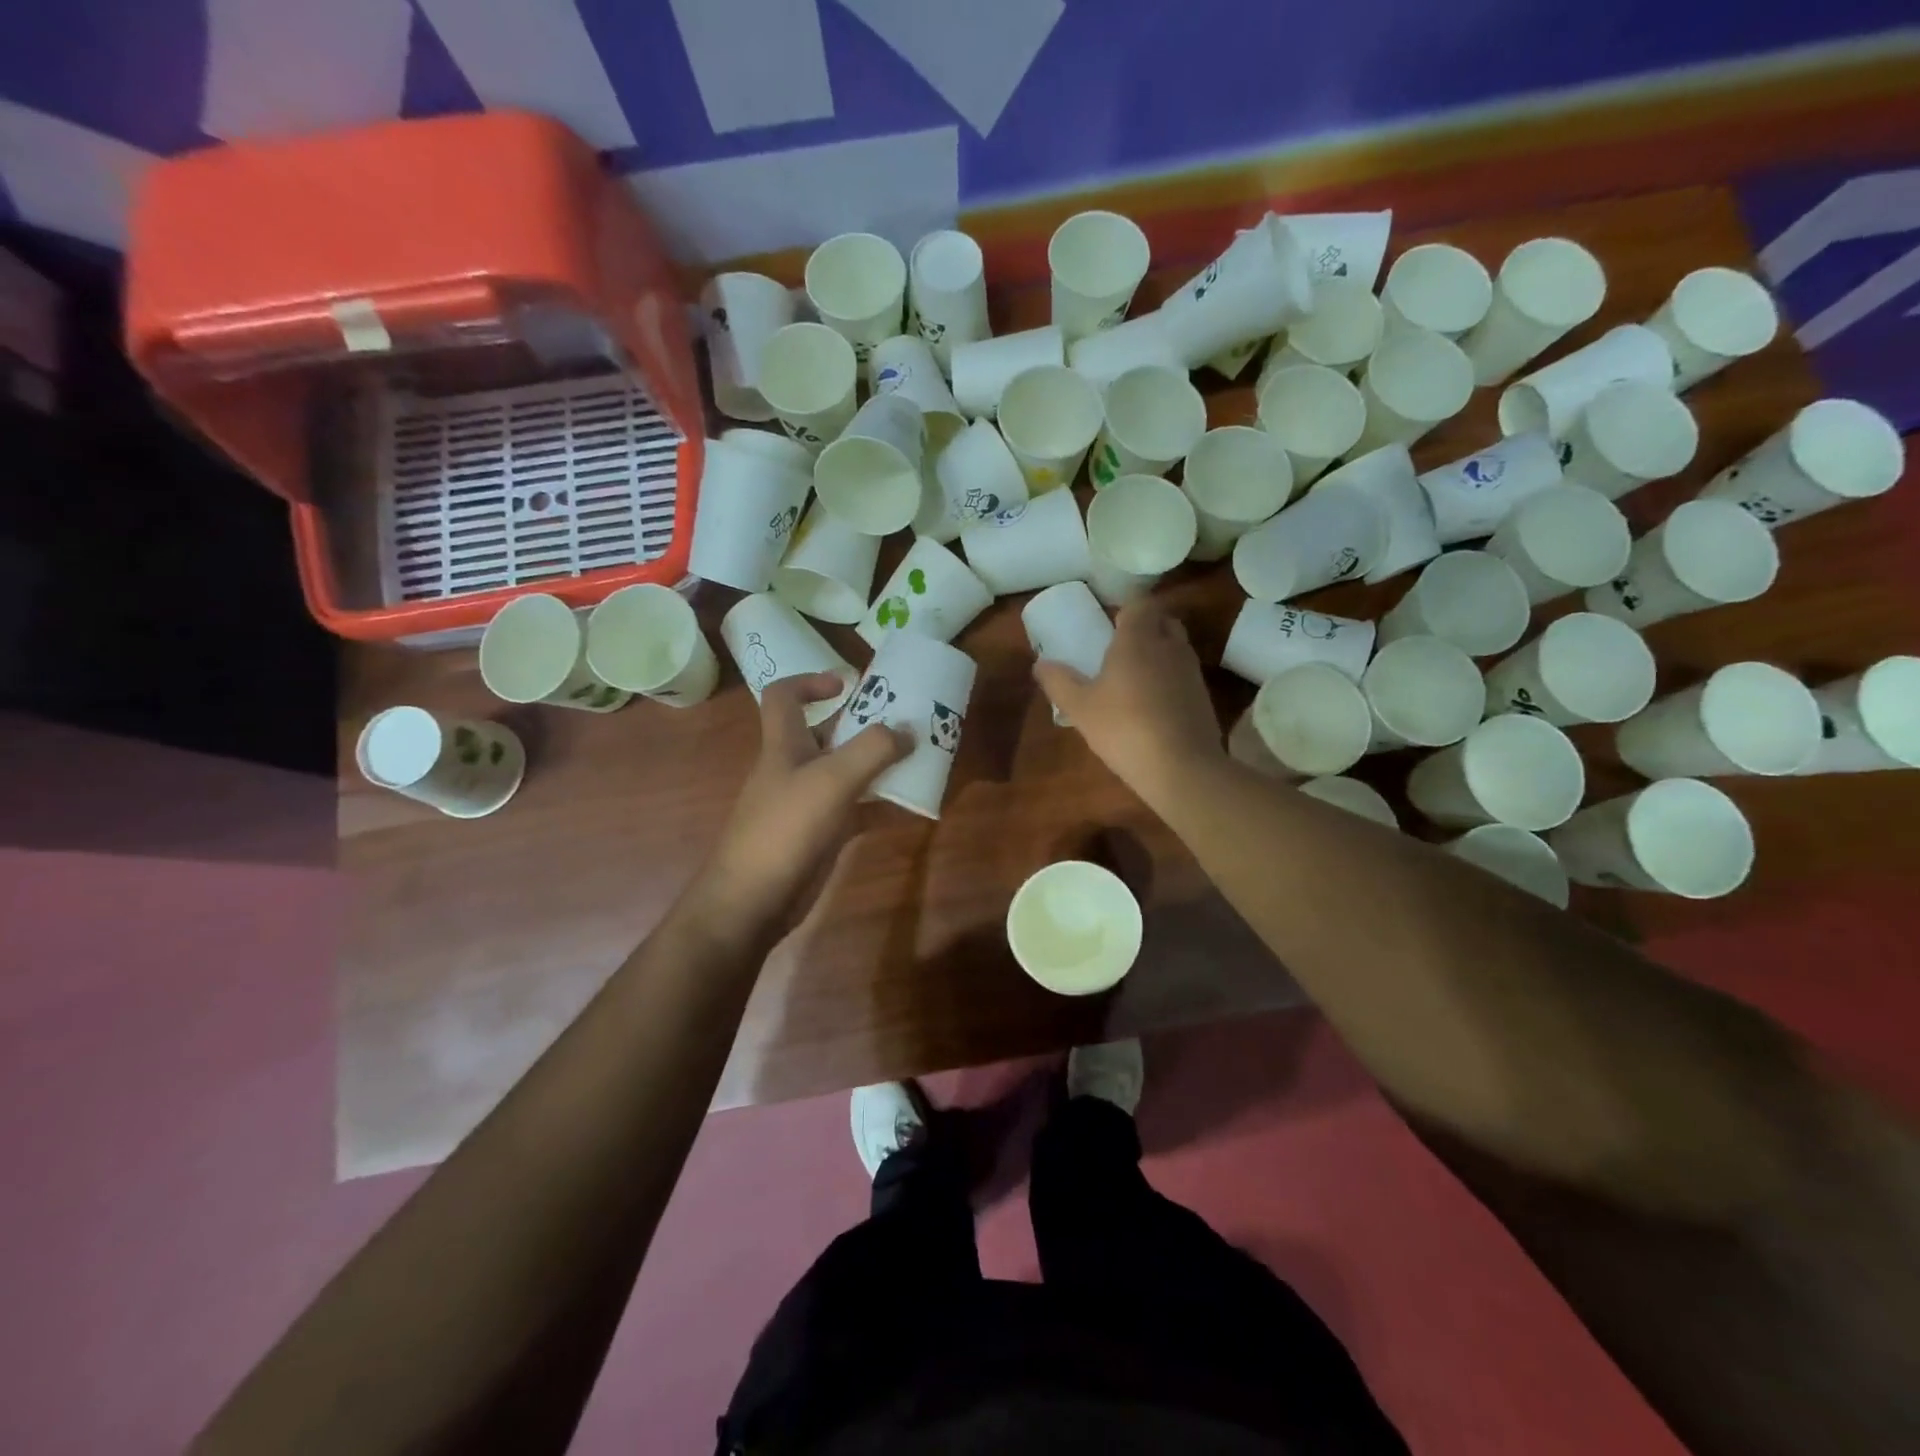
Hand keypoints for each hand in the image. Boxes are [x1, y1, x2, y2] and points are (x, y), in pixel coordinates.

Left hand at [695, 672, 908, 933]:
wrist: (754, 900)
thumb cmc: (786, 828)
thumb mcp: (832, 780)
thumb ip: (872, 750)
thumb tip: (907, 730)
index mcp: (784, 744)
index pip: (783, 696)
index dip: (810, 681)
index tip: (848, 684)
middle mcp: (793, 768)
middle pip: (825, 734)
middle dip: (862, 724)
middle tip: (904, 722)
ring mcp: (806, 803)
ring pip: (845, 772)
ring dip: (877, 764)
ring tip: (917, 758)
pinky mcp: (820, 834)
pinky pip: (855, 809)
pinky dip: (880, 804)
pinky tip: (910, 806)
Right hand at [1034, 599, 1223, 806]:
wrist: (1181, 767)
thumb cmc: (1124, 728)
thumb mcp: (1080, 708)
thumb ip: (1058, 682)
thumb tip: (1039, 664)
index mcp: (1138, 639)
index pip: (1140, 604)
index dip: (1125, 610)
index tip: (1109, 624)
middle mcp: (1169, 646)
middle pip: (1162, 620)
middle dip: (1145, 626)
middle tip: (1121, 647)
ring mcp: (1191, 670)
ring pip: (1176, 646)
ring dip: (1159, 652)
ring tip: (1134, 676)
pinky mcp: (1203, 696)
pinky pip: (1184, 673)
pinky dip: (1170, 678)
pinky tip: (1152, 703)